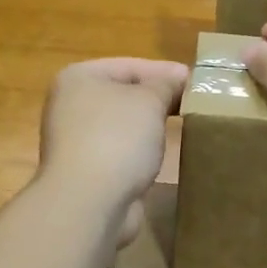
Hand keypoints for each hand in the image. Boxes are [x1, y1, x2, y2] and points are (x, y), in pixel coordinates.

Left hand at [37, 57, 188, 243]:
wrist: (89, 202)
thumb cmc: (117, 138)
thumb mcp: (149, 101)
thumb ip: (165, 84)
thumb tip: (178, 76)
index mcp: (79, 78)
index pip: (129, 66)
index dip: (164, 72)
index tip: (195, 81)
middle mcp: (71, 106)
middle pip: (123, 95)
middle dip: (157, 100)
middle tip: (193, 104)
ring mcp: (76, 140)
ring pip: (122, 125)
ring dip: (149, 127)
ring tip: (183, 127)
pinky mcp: (86, 171)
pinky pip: (120, 152)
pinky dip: (139, 152)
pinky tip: (161, 155)